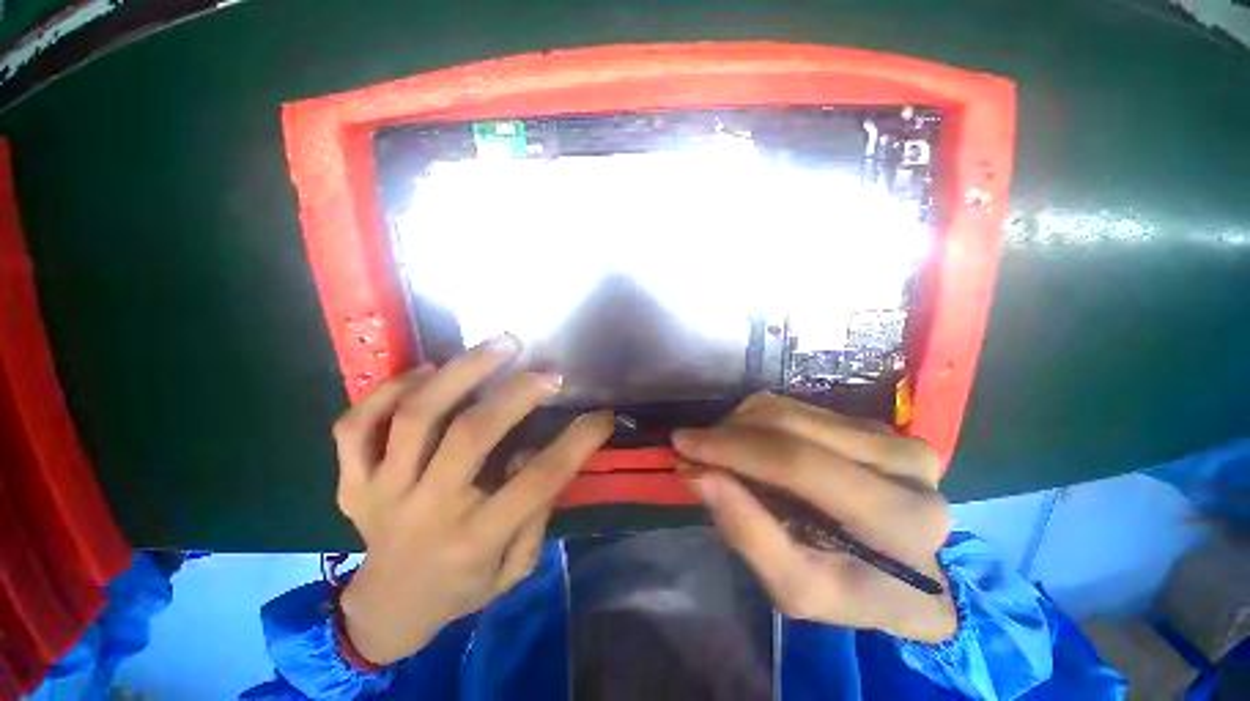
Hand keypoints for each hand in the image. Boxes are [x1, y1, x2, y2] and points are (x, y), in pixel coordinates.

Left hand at [331, 335, 613, 664]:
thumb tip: (532, 451)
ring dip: (461, 371)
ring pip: (416, 416)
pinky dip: (391, 389)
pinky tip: (428, 372)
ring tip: (498, 347)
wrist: (387, 610)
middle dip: (517, 392)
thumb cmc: (463, 588)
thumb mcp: (514, 569)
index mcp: (475, 539)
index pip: (538, 480)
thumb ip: (531, 515)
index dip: (578, 441)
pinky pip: (357, 425)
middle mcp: (427, 510)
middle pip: (471, 434)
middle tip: (546, 372)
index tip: (602, 414)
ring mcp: (381, 492)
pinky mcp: (352, 481)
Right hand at [672, 393, 956, 642]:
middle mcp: (904, 463)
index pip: (800, 463)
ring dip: (740, 425)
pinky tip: (751, 446)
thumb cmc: (853, 592)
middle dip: (729, 433)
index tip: (683, 443)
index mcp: (898, 517)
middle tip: (695, 450)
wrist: (907, 576)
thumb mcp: (796, 588)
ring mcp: (889, 434)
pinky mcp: (870, 422)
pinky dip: (758, 421)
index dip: (733, 448)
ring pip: (789, 407)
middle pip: (791, 424)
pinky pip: (797, 406)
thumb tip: (696, 473)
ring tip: (722, 453)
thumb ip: (747, 532)